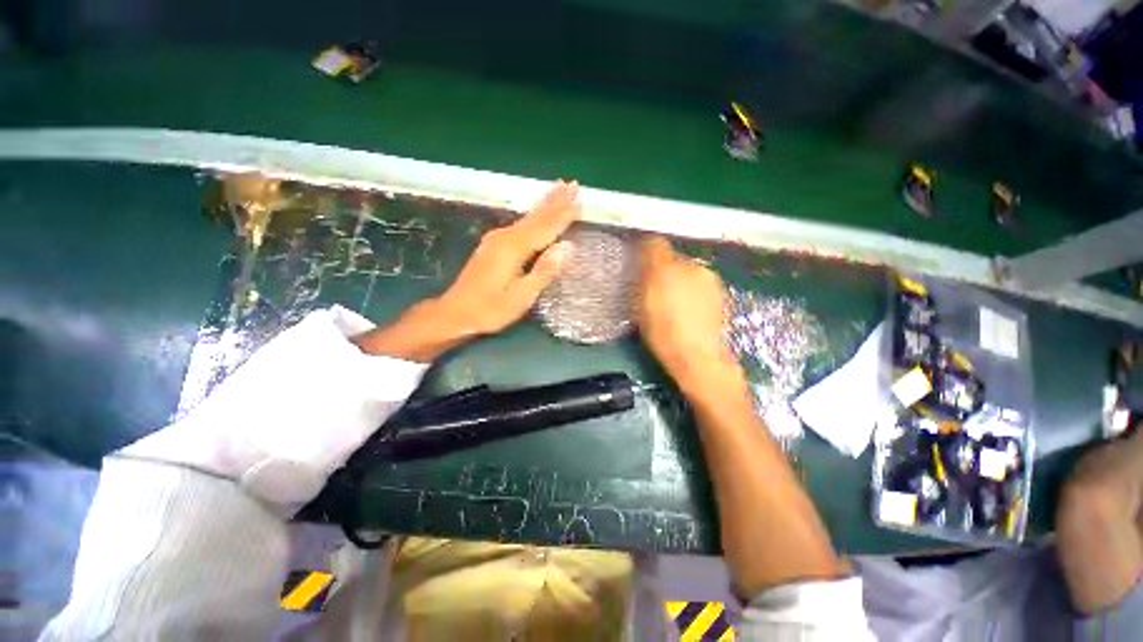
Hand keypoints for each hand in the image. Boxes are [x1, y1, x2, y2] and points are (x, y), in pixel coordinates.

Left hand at [355, 181, 579, 360]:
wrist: (455, 312)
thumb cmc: (491, 309)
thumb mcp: (521, 296)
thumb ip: (544, 271)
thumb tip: (567, 247)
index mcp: (514, 248)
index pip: (546, 227)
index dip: (564, 215)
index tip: (580, 201)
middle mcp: (505, 237)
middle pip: (536, 216)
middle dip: (556, 200)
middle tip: (573, 184)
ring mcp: (497, 239)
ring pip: (527, 217)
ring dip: (545, 203)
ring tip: (559, 189)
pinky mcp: (493, 245)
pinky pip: (520, 224)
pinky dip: (533, 216)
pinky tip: (535, 213)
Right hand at [636, 236, 744, 395]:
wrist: (699, 358)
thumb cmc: (663, 331)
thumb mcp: (642, 305)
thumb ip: (643, 276)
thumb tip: (643, 255)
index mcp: (671, 267)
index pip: (656, 245)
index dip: (646, 251)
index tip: (639, 263)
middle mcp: (694, 267)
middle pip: (674, 260)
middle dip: (664, 270)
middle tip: (654, 291)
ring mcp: (711, 282)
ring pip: (689, 274)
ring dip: (679, 282)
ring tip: (672, 305)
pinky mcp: (721, 298)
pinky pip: (700, 288)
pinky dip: (692, 294)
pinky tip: (688, 313)